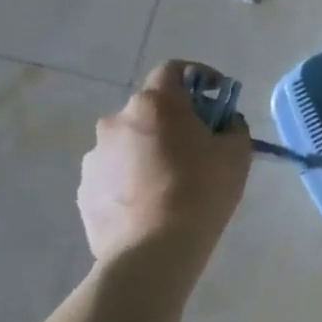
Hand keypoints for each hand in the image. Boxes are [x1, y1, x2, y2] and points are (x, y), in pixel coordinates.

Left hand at [78, 60, 251, 261]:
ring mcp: (94, 156)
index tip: (216, 94)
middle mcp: (116, 121)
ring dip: (150, 151)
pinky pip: (115, 172)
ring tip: (172, 183)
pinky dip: (133, 178)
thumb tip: (222, 123)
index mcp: (155, 105)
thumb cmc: (202, 191)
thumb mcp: (237, 153)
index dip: (198, 76)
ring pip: (130, 143)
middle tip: (198, 146)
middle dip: (174, 121)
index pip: (174, 70)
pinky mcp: (84, 189)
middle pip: (150, 109)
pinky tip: (151, 204)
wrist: (153, 250)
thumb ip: (232, 126)